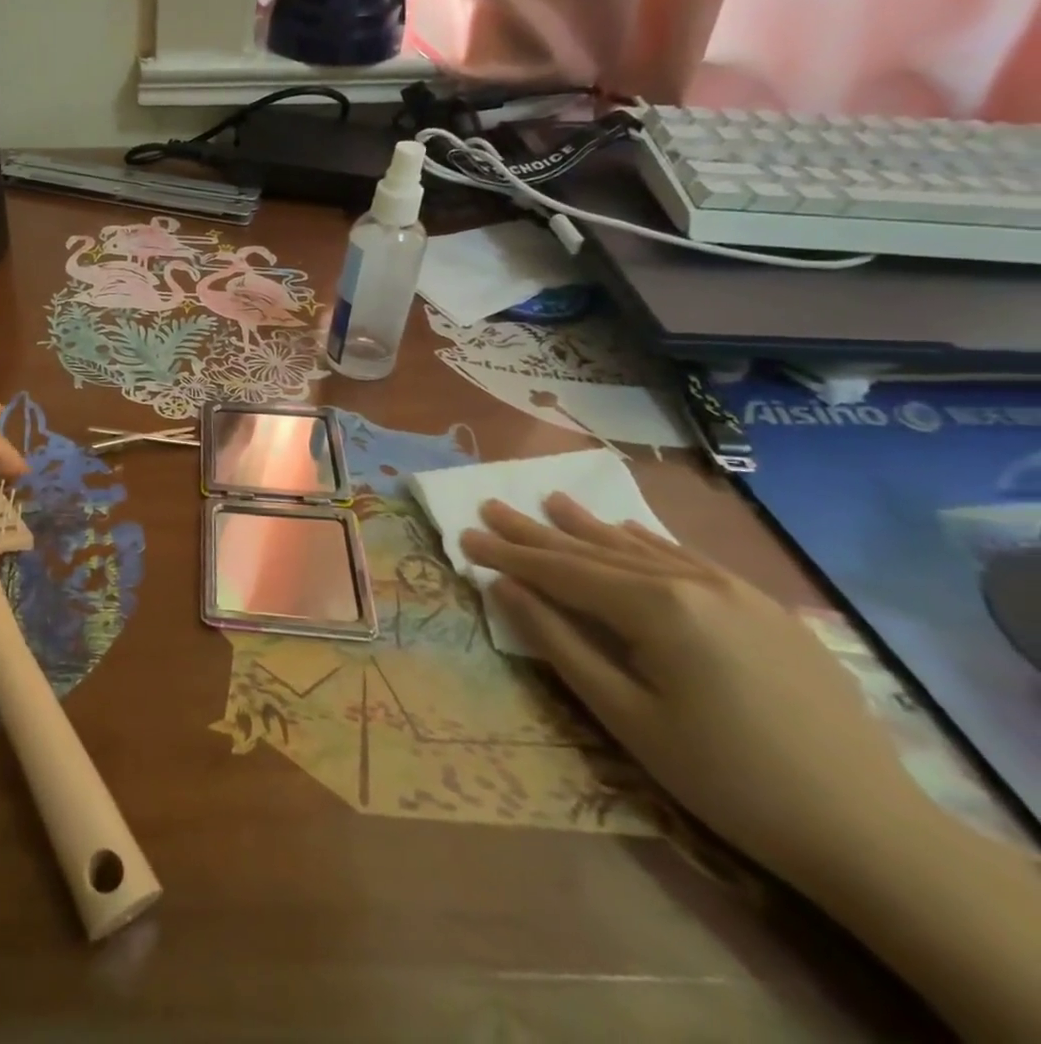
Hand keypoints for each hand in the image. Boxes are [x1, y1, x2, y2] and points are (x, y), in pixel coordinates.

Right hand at [460, 495, 928, 884]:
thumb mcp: (626, 716)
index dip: (509, 555)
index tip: (464, 534)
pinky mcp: (765, 610)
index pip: (563, 571)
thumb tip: (508, 589)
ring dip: (589, 528)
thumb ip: (560, 643)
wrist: (871, 833)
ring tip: (548, 501)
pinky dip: (646, 543)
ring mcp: (736, 591)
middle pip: (596, 551)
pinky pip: (688, 560)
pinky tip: (625, 530)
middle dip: (538, 532)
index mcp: (657, 607)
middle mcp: (693, 582)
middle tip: (491, 506)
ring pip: (642, 549)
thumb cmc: (725, 778)